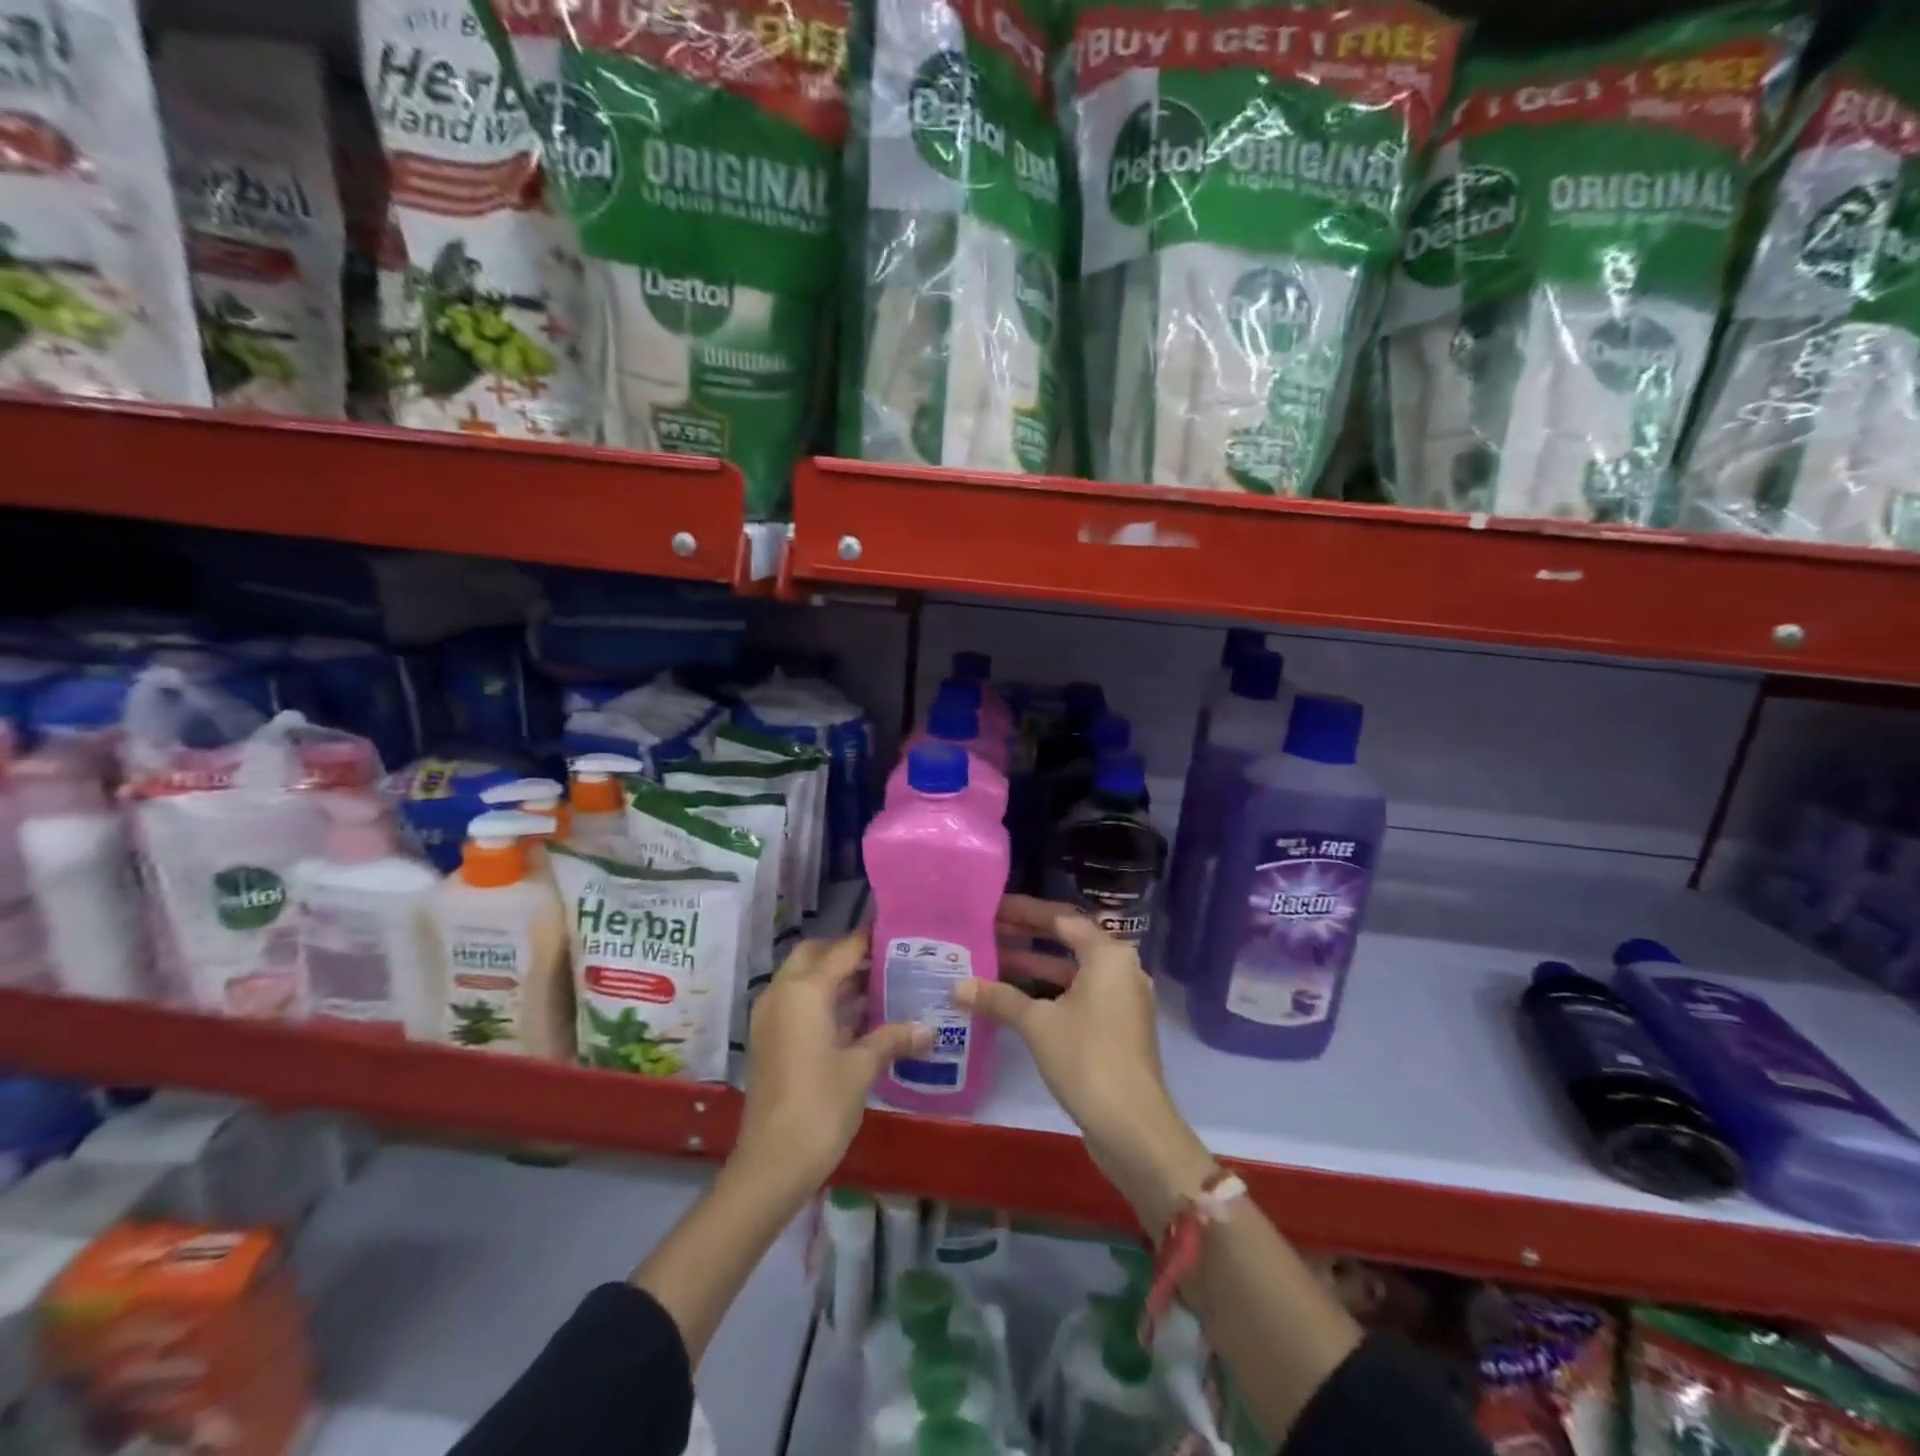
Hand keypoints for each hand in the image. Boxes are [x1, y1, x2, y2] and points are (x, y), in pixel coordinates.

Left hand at [732, 929, 930, 1197]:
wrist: (772, 1163)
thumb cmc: (820, 1105)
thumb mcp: (861, 1069)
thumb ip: (892, 1040)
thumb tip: (928, 1029)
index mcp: (804, 990)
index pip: (842, 950)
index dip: (868, 938)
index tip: (897, 930)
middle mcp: (783, 994)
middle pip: (815, 956)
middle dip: (846, 955)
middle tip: (885, 960)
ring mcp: (772, 1019)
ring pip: (805, 981)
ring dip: (836, 980)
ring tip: (881, 985)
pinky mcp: (771, 1041)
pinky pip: (799, 1005)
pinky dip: (825, 1003)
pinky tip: (859, 1020)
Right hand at [961, 896, 1215, 1230]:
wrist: (1132, 1125)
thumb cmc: (1086, 1058)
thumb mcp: (1037, 1024)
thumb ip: (999, 998)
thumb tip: (958, 987)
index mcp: (1108, 955)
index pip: (1062, 919)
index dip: (1025, 912)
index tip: (993, 908)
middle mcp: (1120, 969)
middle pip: (1068, 941)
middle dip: (1027, 937)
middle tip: (987, 931)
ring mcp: (1121, 1000)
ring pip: (1071, 971)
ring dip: (1035, 966)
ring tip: (991, 961)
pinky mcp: (1116, 1027)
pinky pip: (1077, 995)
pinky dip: (1048, 992)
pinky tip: (1014, 999)